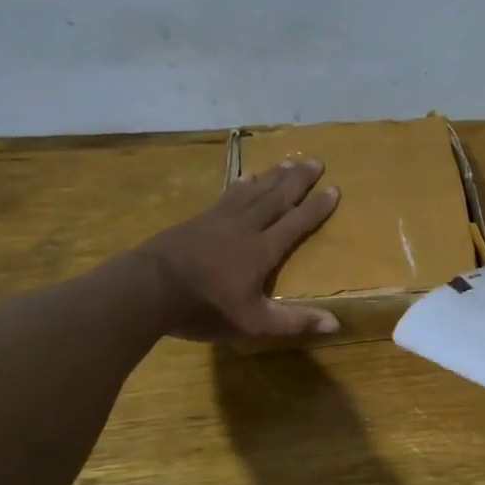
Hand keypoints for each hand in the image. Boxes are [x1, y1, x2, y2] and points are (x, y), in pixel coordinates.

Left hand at [133, 158, 341, 339]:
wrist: (148, 288)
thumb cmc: (205, 308)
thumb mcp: (254, 322)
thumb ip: (295, 321)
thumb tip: (336, 324)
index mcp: (263, 250)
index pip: (297, 223)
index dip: (317, 207)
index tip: (335, 189)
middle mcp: (246, 227)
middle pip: (277, 198)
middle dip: (299, 180)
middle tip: (316, 161)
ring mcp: (219, 220)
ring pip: (254, 191)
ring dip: (274, 176)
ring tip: (289, 161)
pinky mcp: (198, 221)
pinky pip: (227, 196)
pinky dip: (240, 185)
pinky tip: (244, 178)